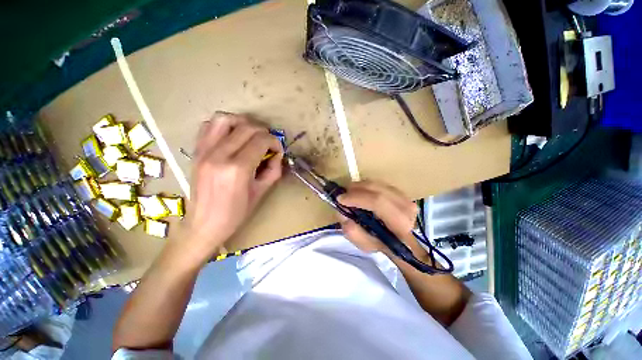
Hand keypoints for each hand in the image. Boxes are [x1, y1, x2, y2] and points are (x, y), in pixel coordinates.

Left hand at [184, 112, 282, 261]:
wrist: (204, 224)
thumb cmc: (236, 213)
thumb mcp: (261, 192)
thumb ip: (273, 170)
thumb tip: (277, 154)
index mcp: (237, 169)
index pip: (261, 141)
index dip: (274, 142)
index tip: (278, 150)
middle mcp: (219, 155)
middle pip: (246, 127)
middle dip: (264, 132)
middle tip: (268, 144)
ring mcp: (204, 151)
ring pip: (225, 119)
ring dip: (243, 123)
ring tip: (251, 135)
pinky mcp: (196, 151)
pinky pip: (209, 126)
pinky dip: (224, 126)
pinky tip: (233, 137)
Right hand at [337, 181, 427, 259]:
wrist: (402, 242)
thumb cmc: (383, 245)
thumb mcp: (366, 246)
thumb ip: (353, 233)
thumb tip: (343, 215)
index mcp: (400, 224)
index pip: (378, 202)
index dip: (357, 198)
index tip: (340, 199)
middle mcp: (406, 207)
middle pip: (377, 189)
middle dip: (356, 189)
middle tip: (343, 194)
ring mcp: (405, 197)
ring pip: (378, 184)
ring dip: (360, 186)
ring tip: (350, 193)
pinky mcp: (402, 193)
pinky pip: (380, 184)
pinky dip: (367, 186)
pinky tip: (360, 192)